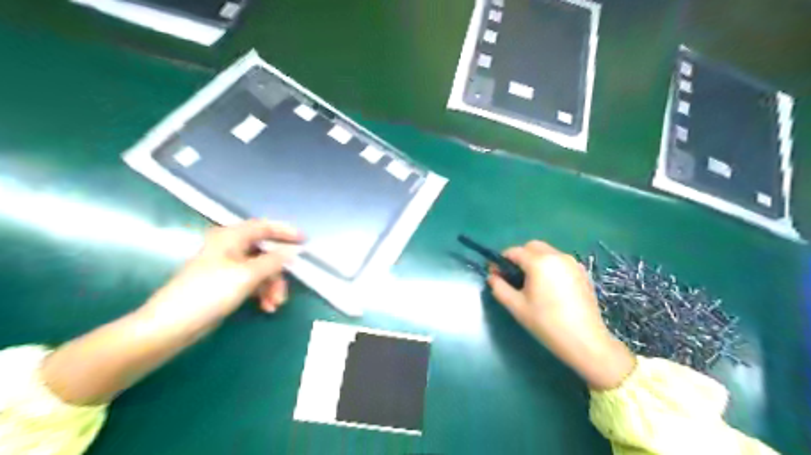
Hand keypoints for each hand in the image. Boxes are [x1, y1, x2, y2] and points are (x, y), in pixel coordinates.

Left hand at [139, 219, 303, 327]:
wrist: (172, 325)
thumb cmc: (209, 292)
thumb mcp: (247, 275)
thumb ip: (274, 261)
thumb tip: (293, 251)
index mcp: (231, 237)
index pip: (264, 226)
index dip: (285, 231)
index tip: (305, 240)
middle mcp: (230, 247)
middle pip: (265, 252)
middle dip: (278, 272)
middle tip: (286, 287)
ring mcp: (228, 266)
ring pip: (261, 269)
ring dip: (272, 286)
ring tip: (275, 304)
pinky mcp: (226, 283)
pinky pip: (253, 282)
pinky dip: (262, 292)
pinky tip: (266, 307)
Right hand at [487, 242, 632, 387]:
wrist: (585, 341)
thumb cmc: (546, 323)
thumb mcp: (517, 307)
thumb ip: (500, 288)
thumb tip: (492, 277)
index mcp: (539, 262)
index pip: (514, 252)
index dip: (501, 261)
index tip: (496, 274)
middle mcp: (557, 256)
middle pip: (532, 246)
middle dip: (519, 257)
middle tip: (513, 276)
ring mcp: (572, 263)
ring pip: (547, 252)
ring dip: (535, 260)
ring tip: (532, 283)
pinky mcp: (582, 273)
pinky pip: (560, 261)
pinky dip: (550, 266)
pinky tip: (549, 287)